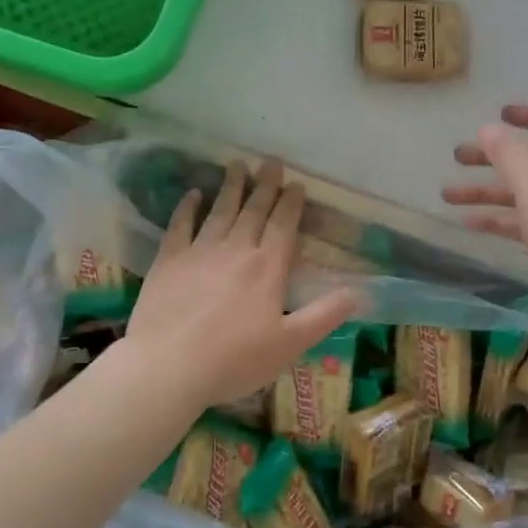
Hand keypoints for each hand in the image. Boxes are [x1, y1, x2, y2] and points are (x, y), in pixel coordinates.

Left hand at [124, 159, 361, 411]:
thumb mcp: (291, 344)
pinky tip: (193, 194)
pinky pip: (180, 226)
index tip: (297, 183)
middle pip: (253, 211)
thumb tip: (358, 293)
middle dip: (265, 185)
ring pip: (219, 211)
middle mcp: (236, 250)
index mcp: (267, 268)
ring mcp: (199, 252)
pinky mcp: (168, 262)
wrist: (169, 365)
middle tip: (271, 162)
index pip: (283, 226)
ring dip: (230, 187)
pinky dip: (188, 207)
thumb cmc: (235, 359)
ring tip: (237, 164)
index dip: (291, 203)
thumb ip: (325, 316)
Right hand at [442, 105, 527, 307]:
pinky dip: (499, 219)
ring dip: (487, 192)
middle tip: (458, 156)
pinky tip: (467, 222)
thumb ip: (506, 149)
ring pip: (525, 193)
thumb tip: (487, 130)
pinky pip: (525, 222)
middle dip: (495, 157)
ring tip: (447, 194)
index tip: (500, 115)